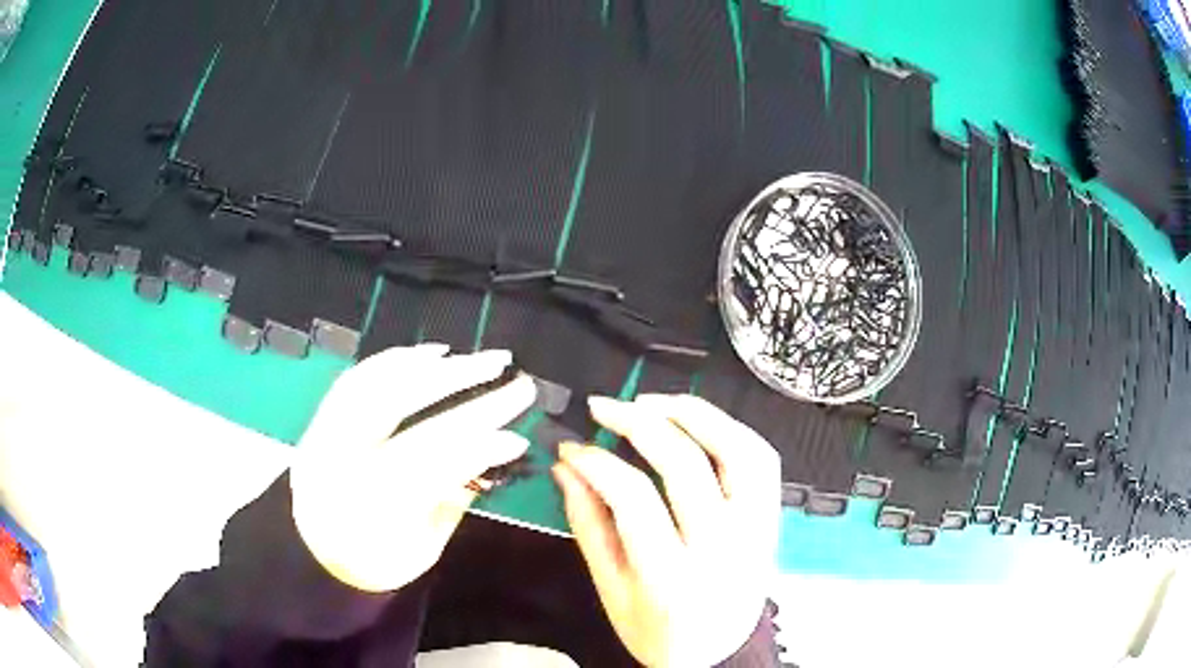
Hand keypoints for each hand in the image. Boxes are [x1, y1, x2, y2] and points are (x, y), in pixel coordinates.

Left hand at [289, 344, 535, 592]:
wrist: (313, 557)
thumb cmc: (375, 562)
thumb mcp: (423, 547)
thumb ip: (453, 497)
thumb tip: (493, 448)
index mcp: (365, 507)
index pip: (429, 462)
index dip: (478, 446)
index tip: (518, 436)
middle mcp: (337, 461)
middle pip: (399, 406)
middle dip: (458, 382)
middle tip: (504, 369)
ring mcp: (322, 434)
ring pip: (375, 382)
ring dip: (428, 364)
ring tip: (471, 357)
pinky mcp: (318, 420)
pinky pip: (355, 379)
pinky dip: (392, 361)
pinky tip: (425, 355)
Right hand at [554, 394, 779, 666]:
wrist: (718, 653)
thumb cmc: (658, 632)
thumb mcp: (610, 591)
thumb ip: (589, 527)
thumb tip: (567, 467)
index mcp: (671, 577)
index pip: (633, 498)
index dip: (597, 462)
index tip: (572, 447)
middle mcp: (721, 547)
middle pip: (684, 464)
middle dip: (637, 422)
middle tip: (604, 407)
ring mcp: (755, 528)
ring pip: (735, 449)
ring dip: (693, 413)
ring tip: (652, 402)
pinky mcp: (771, 518)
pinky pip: (761, 458)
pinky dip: (730, 428)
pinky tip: (698, 421)